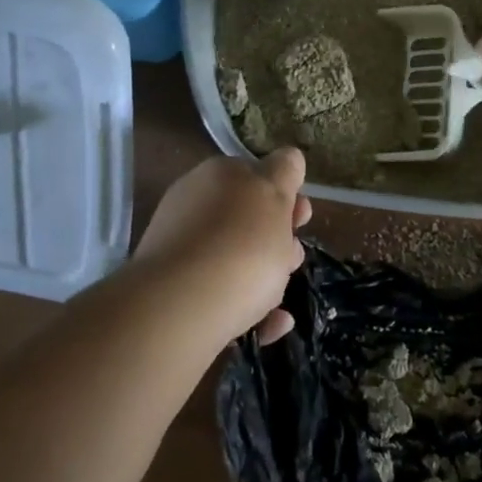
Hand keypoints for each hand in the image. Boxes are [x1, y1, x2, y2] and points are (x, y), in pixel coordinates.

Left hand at [133, 149, 312, 344]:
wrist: (182, 308)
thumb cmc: (241, 244)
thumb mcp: (276, 195)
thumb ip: (285, 172)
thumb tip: (287, 157)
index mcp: (216, 177)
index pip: (255, 173)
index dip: (284, 193)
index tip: (303, 217)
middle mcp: (194, 208)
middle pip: (245, 219)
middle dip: (277, 239)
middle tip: (293, 258)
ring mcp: (182, 253)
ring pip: (235, 260)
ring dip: (266, 276)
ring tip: (281, 298)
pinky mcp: (178, 296)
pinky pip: (224, 298)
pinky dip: (250, 310)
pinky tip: (272, 325)